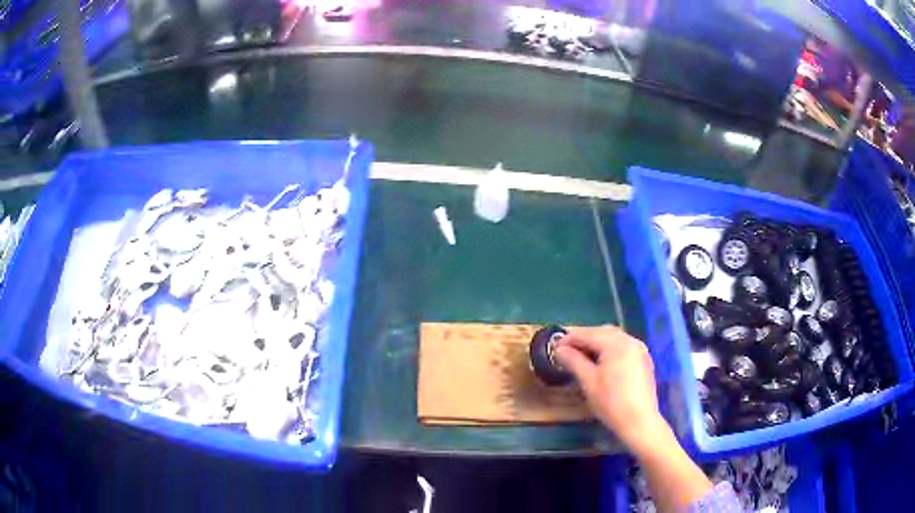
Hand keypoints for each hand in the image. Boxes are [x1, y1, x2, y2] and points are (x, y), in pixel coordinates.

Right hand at [554, 326, 667, 455]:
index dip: (569, 339)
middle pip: (603, 332)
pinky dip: (610, 350)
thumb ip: (573, 361)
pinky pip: (624, 347)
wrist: (639, 422)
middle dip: (584, 338)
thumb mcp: (588, 381)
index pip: (588, 334)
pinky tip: (602, 363)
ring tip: (582, 356)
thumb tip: (559, 350)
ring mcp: (640, 350)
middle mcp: (631, 341)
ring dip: (597, 343)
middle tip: (567, 350)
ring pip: (614, 339)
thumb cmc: (611, 402)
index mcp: (617, 343)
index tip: (554, 348)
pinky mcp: (644, 361)